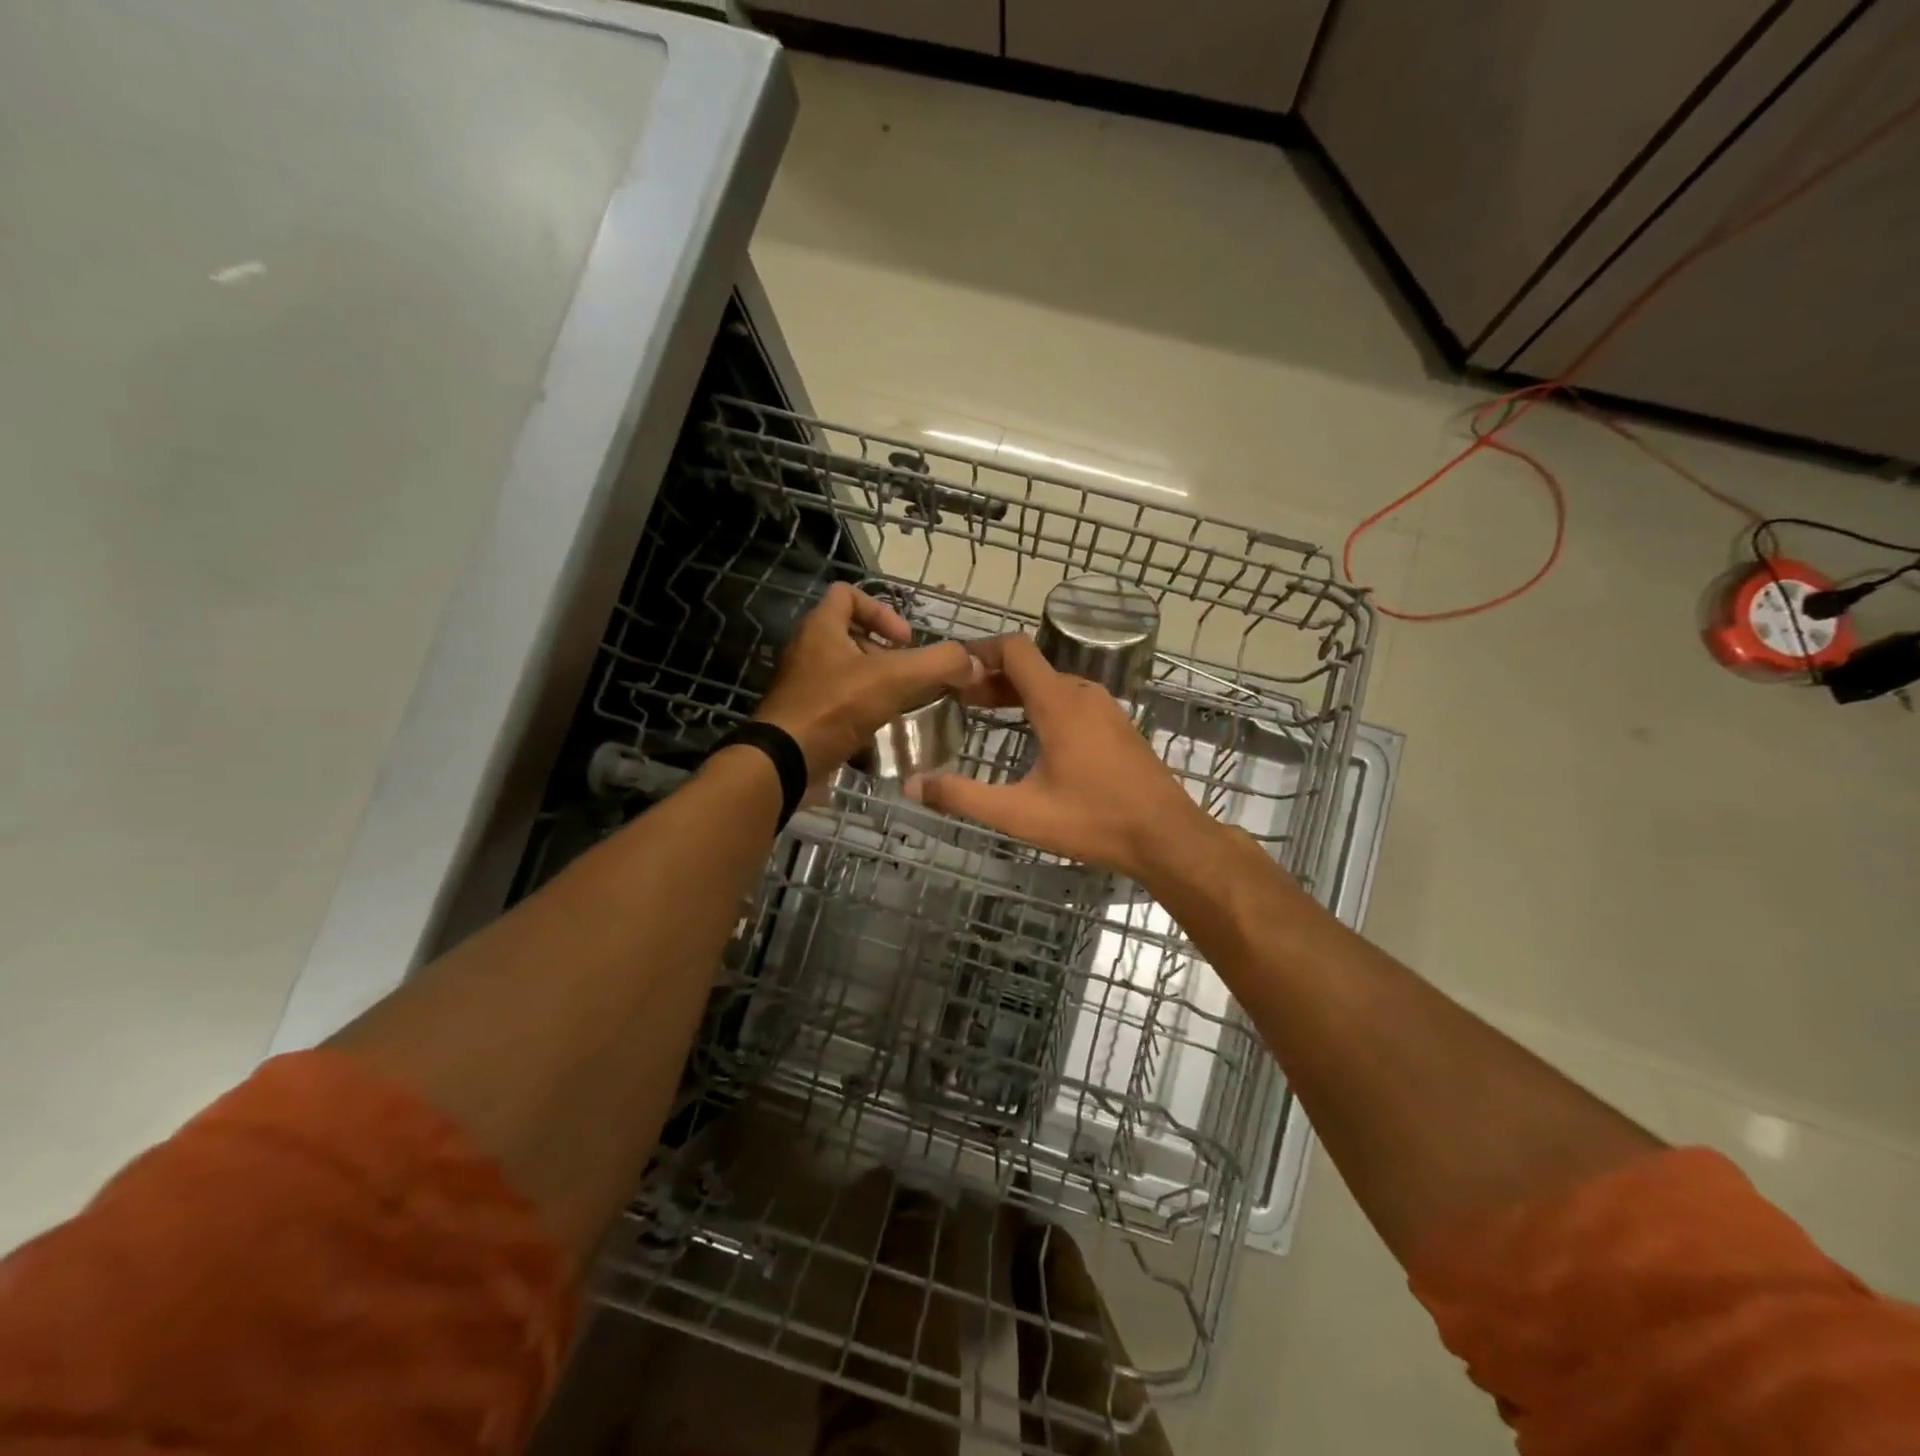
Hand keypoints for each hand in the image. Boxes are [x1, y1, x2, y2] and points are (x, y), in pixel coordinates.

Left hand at [753, 583, 983, 782]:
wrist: (785, 762)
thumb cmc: (835, 708)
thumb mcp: (895, 679)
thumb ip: (938, 664)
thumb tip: (972, 662)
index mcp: (821, 628)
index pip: (848, 594)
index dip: (882, 610)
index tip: (906, 640)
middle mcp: (807, 650)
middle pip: (850, 636)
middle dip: (885, 654)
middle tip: (908, 676)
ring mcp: (802, 686)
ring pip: (846, 673)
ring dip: (876, 685)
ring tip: (901, 705)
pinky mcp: (803, 717)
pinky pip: (838, 705)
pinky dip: (861, 713)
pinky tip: (881, 731)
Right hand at [910, 634, 1215, 884]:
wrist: (1167, 837)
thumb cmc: (1093, 821)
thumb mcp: (1019, 814)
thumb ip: (963, 797)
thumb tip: (912, 787)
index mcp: (1057, 703)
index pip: (1014, 650)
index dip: (978, 652)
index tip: (951, 671)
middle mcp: (1082, 694)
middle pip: (1030, 667)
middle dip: (991, 678)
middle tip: (958, 700)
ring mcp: (1105, 709)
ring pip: (1052, 684)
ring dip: (1017, 693)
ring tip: (987, 715)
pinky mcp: (1118, 727)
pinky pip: (1072, 701)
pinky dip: (1043, 706)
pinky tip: (1032, 738)